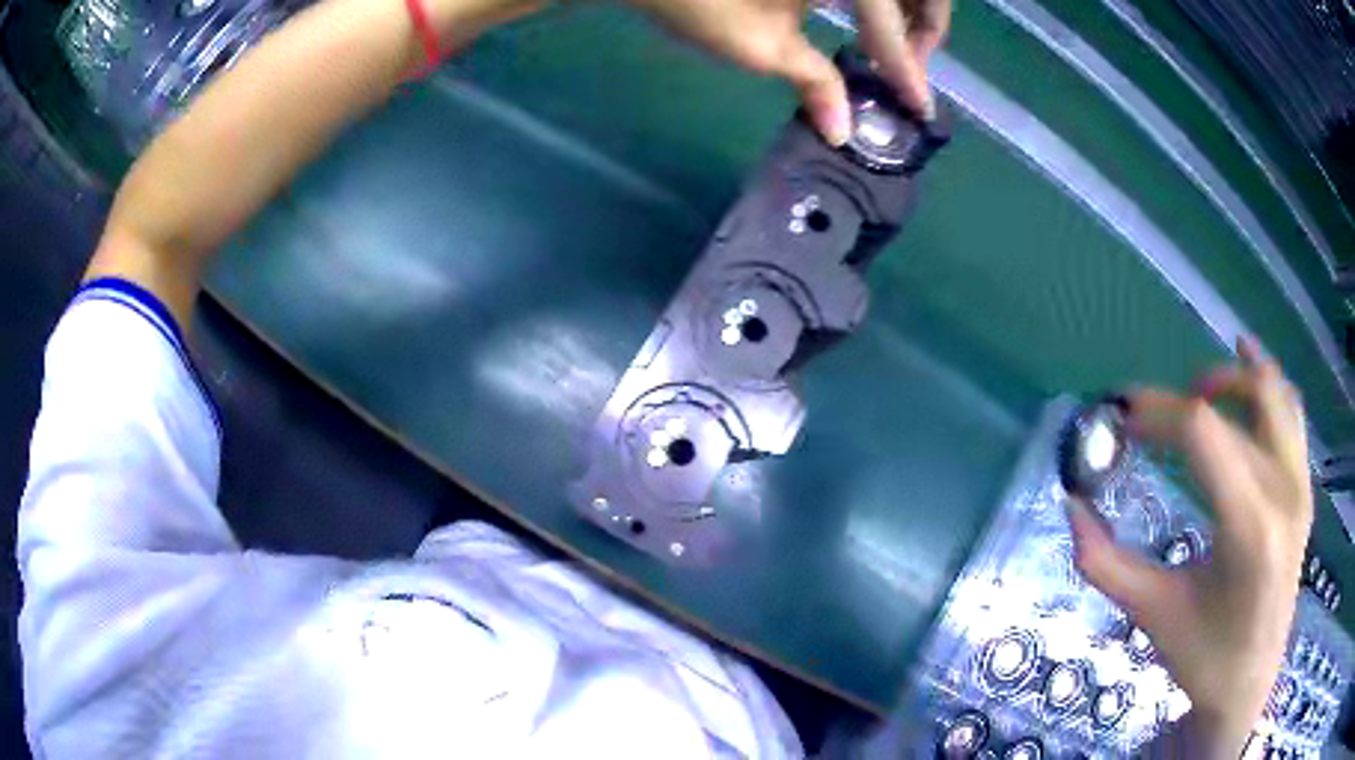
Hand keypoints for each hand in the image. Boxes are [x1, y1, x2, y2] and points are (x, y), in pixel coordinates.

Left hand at [624, 0, 950, 143]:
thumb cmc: (696, 3)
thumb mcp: (760, 48)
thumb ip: (815, 83)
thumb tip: (843, 130)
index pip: (889, 26)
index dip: (908, 71)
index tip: (920, 109)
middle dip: (926, 27)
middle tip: (910, 68)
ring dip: (908, 8)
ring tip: (893, 46)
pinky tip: (867, 18)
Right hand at [1068, 337, 1310, 755]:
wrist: (1250, 683)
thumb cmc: (1205, 657)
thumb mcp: (1152, 615)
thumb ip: (1106, 563)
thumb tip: (1070, 507)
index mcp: (1250, 528)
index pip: (1203, 433)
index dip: (1158, 411)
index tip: (1122, 415)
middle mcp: (1284, 491)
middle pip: (1232, 409)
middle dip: (1181, 401)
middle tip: (1146, 418)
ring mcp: (1300, 485)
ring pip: (1272, 394)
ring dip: (1231, 378)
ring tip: (1196, 388)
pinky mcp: (1305, 488)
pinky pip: (1291, 412)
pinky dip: (1267, 381)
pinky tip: (1248, 361)